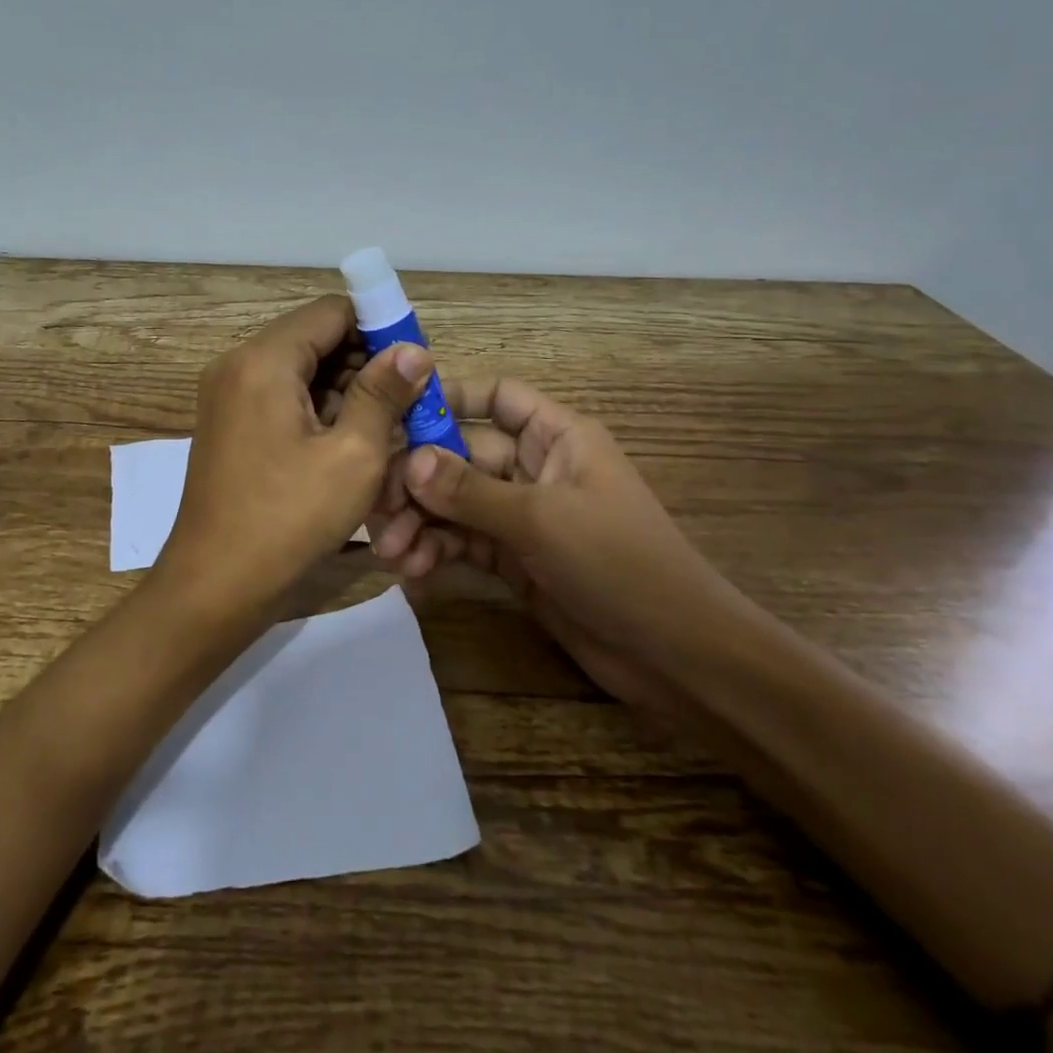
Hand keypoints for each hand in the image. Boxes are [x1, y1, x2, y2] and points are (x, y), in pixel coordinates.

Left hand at [160, 295, 432, 613]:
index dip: (379, 328)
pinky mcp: (228, 423)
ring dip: (343, 389)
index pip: (331, 312)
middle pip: (313, 338)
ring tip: (385, 427)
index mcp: (263, 360)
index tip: (414, 363)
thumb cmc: (288, 520)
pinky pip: (280, 396)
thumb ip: (383, 393)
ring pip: (299, 369)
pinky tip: (347, 443)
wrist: (214, 585)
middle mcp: (237, 364)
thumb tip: (414, 349)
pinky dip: (315, 409)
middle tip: (407, 401)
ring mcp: (226, 394)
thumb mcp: (353, 456)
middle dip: (363, 363)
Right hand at [368, 377, 744, 697]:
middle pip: (462, 454)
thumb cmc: (619, 563)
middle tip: (377, 506)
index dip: (449, 398)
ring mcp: (522, 515)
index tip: (395, 414)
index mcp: (557, 436)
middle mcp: (535, 467)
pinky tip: (412, 571)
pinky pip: (464, 542)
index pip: (497, 397)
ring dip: (421, 521)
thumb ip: (471, 490)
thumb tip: (409, 462)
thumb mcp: (542, 519)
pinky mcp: (514, 558)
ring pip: (456, 502)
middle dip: (419, 479)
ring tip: (391, 551)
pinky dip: (437, 551)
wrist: (674, 656)